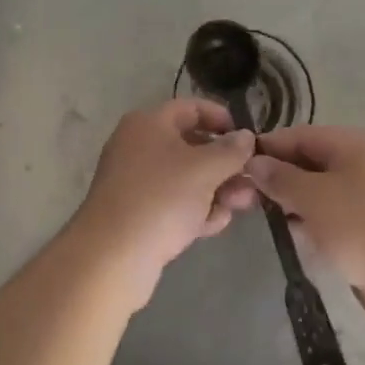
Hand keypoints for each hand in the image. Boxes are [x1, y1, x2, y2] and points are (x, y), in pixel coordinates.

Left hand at [72, 100, 258, 305]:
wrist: (112, 256)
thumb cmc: (161, 198)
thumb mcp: (204, 169)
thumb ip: (230, 150)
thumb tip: (246, 136)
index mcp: (149, 123)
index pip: (191, 108)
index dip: (221, 118)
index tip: (248, 137)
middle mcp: (139, 146)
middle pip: (192, 146)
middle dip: (225, 164)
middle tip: (252, 181)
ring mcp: (137, 181)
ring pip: (186, 178)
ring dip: (216, 190)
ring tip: (241, 205)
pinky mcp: (138, 213)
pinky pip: (174, 203)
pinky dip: (196, 210)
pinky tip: (215, 224)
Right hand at [247, 126, 364, 319]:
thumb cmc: (361, 229)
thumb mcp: (312, 198)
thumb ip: (280, 177)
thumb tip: (254, 162)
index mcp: (354, 142)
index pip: (300, 134)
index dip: (268, 148)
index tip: (237, 166)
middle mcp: (364, 160)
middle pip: (310, 159)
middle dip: (280, 175)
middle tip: (249, 196)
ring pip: (321, 186)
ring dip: (295, 199)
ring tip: (268, 216)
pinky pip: (334, 210)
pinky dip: (314, 218)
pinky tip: (296, 233)